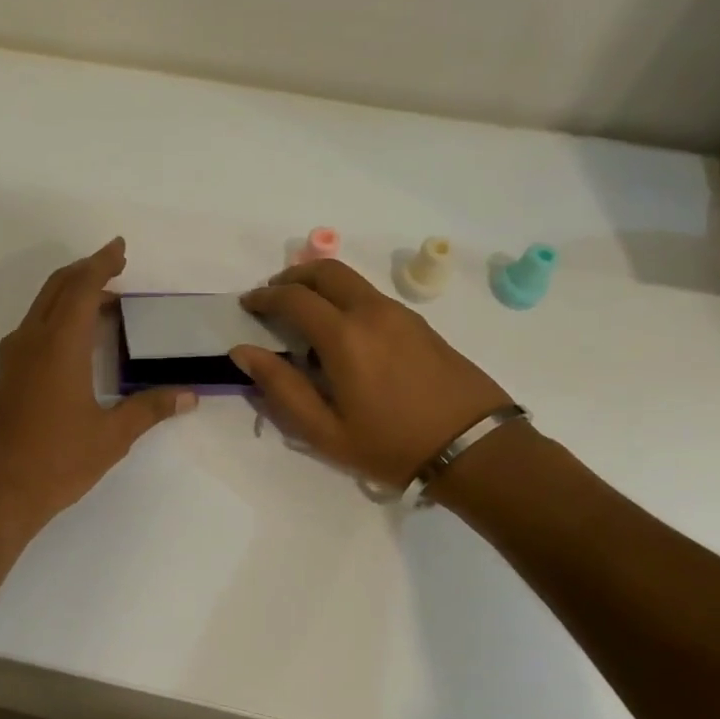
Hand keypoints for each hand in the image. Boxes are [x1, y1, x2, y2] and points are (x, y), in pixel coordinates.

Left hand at [0, 238, 195, 537]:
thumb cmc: (56, 461)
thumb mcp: (111, 436)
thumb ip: (149, 409)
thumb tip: (189, 395)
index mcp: (59, 345)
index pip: (81, 288)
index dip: (101, 263)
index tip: (119, 248)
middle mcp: (32, 341)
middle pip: (57, 288)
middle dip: (86, 271)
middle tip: (116, 266)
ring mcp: (14, 358)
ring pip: (42, 306)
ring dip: (70, 293)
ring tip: (103, 300)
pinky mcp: (7, 376)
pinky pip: (34, 327)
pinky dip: (57, 316)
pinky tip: (75, 339)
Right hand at [230, 260, 509, 489]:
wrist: (475, 448)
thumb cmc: (392, 445)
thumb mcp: (325, 430)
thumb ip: (281, 387)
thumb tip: (244, 352)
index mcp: (344, 336)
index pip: (293, 298)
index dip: (264, 297)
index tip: (247, 305)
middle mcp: (371, 312)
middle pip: (325, 271)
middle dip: (291, 276)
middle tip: (272, 296)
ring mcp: (400, 314)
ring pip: (351, 280)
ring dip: (319, 285)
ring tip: (304, 314)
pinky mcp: (419, 324)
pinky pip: (370, 296)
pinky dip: (344, 298)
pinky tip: (341, 333)